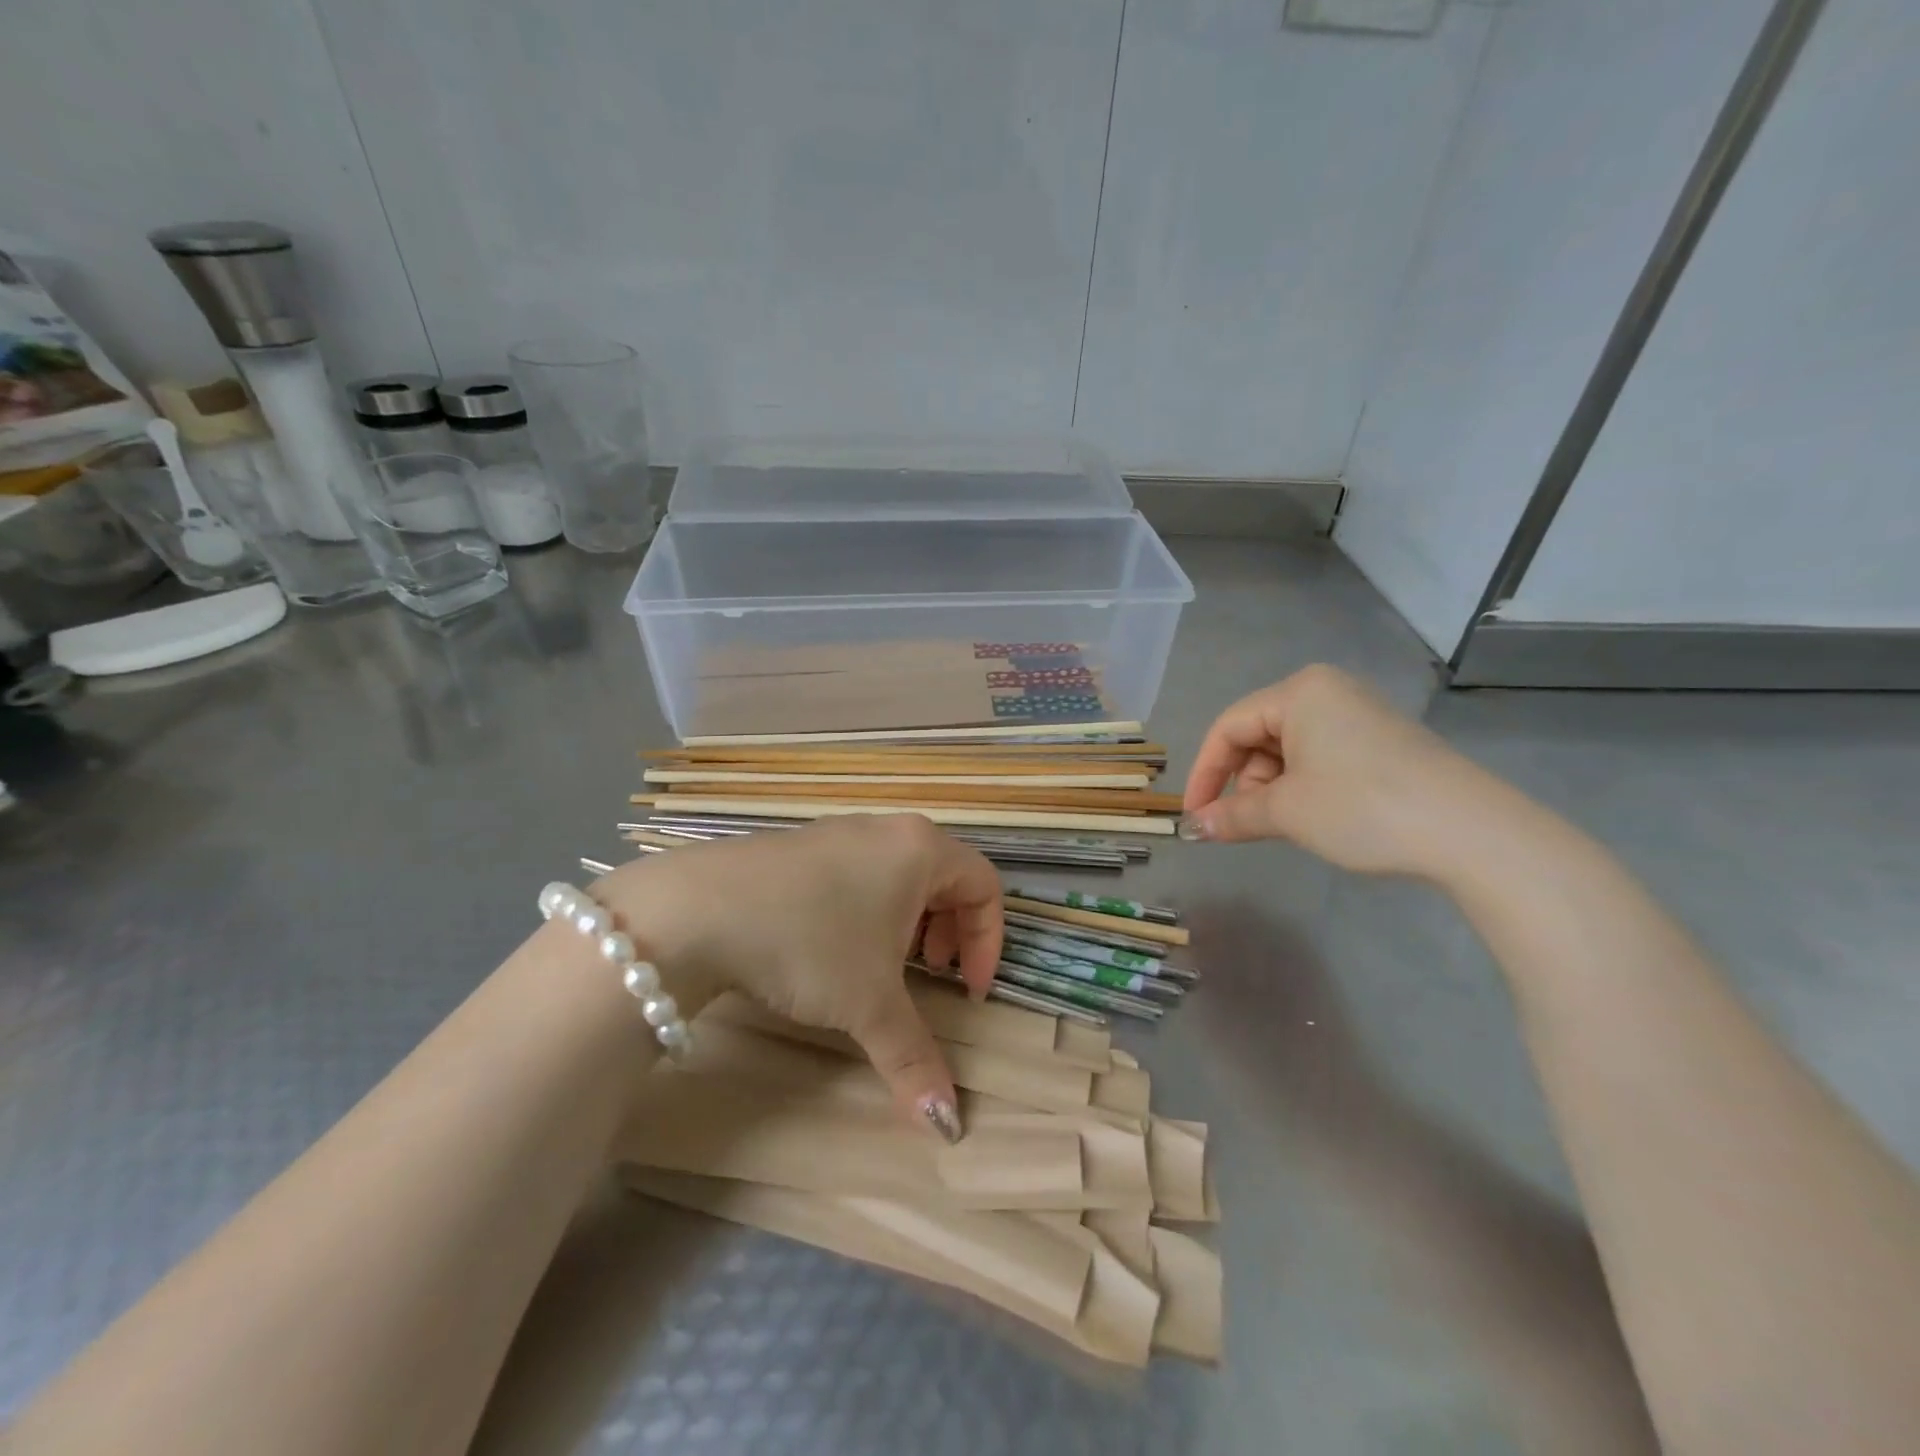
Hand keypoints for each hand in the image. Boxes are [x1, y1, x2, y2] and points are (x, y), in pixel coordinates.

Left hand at [594, 815, 1002, 1138]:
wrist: (698, 909)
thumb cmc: (809, 943)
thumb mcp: (869, 1004)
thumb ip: (915, 1059)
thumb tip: (950, 1128)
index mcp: (921, 849)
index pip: (985, 885)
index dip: (988, 942)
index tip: (966, 992)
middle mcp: (887, 829)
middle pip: (945, 877)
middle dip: (948, 933)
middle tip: (929, 976)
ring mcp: (840, 830)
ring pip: (899, 875)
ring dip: (907, 923)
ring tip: (882, 965)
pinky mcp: (802, 844)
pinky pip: (858, 872)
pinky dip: (867, 909)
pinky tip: (833, 948)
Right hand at [1180, 664, 1505, 877]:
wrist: (1471, 832)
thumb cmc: (1362, 807)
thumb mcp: (1286, 812)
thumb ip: (1231, 816)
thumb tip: (1191, 828)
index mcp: (1299, 691)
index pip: (1229, 727)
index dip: (1205, 773)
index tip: (1194, 816)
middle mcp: (1328, 691)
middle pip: (1259, 736)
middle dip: (1246, 782)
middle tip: (1249, 825)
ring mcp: (1360, 714)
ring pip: (1290, 749)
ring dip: (1276, 788)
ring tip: (1291, 824)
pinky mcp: (1383, 740)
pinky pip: (1322, 756)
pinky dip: (1306, 786)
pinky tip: (1320, 815)